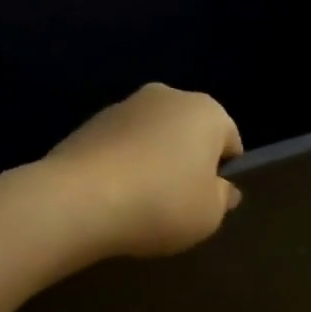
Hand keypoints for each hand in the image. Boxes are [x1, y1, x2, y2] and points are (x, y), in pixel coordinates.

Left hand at [42, 83, 242, 259]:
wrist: (80, 199)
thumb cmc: (161, 204)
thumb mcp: (209, 215)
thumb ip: (222, 198)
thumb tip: (222, 188)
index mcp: (206, 110)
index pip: (229, 140)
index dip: (223, 173)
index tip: (208, 201)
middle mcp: (167, 96)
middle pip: (188, 132)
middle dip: (185, 161)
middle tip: (176, 202)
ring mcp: (123, 106)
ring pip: (151, 136)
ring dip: (151, 161)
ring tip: (139, 203)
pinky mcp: (89, 123)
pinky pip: (118, 146)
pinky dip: (121, 165)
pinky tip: (112, 196)